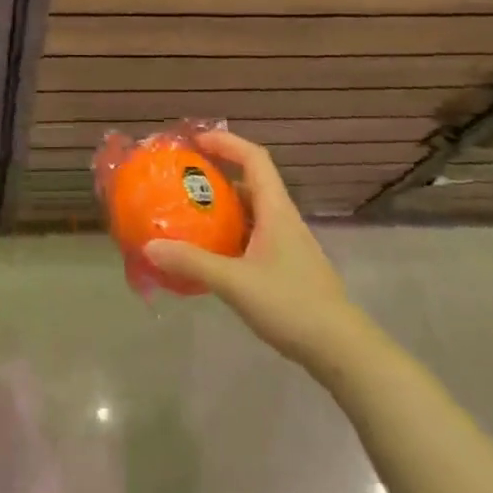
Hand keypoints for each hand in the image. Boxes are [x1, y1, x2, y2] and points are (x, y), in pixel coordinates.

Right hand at [146, 130, 351, 363]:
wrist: (342, 350)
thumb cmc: (292, 305)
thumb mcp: (236, 283)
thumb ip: (193, 262)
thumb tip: (149, 246)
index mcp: (275, 210)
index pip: (254, 158)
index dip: (226, 142)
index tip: (195, 141)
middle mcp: (282, 219)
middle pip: (250, 182)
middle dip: (217, 175)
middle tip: (182, 180)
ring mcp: (287, 244)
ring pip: (251, 212)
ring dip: (222, 207)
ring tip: (188, 213)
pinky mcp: (286, 267)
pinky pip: (252, 237)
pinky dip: (229, 234)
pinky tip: (209, 254)